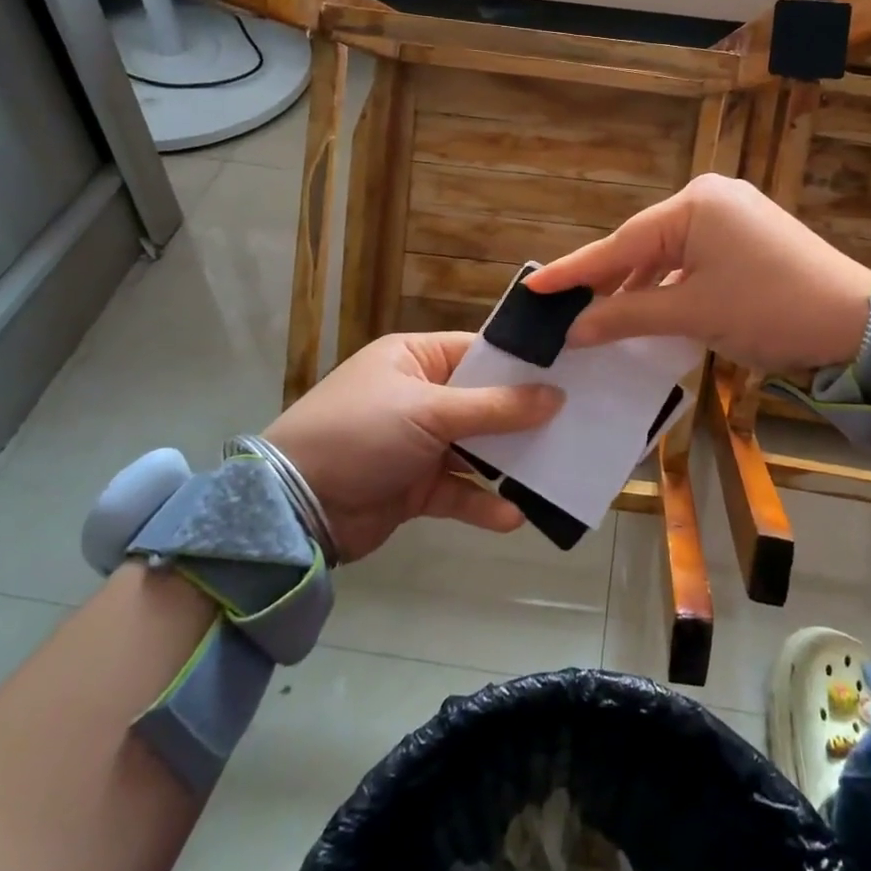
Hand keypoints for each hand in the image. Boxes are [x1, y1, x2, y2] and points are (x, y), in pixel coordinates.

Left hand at [264, 332, 561, 561]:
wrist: (292, 508)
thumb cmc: (361, 434)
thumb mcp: (428, 412)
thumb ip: (495, 408)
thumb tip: (556, 397)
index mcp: (415, 359)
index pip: (479, 353)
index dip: (523, 364)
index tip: (571, 374)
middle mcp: (420, 396)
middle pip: (484, 402)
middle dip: (524, 417)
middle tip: (577, 422)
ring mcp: (418, 443)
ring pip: (476, 449)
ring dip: (509, 463)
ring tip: (556, 471)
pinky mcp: (415, 487)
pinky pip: (459, 491)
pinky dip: (482, 503)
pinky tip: (513, 517)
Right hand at [523, 174, 870, 369]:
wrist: (855, 324)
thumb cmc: (769, 310)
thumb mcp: (691, 314)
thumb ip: (626, 315)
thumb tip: (573, 329)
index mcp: (695, 204)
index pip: (621, 243)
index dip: (575, 270)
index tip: (532, 286)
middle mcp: (710, 198)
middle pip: (642, 245)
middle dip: (606, 280)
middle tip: (562, 308)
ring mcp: (731, 215)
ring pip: (667, 254)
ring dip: (638, 287)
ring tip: (598, 316)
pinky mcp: (746, 237)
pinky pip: (692, 259)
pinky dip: (668, 285)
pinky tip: (647, 307)